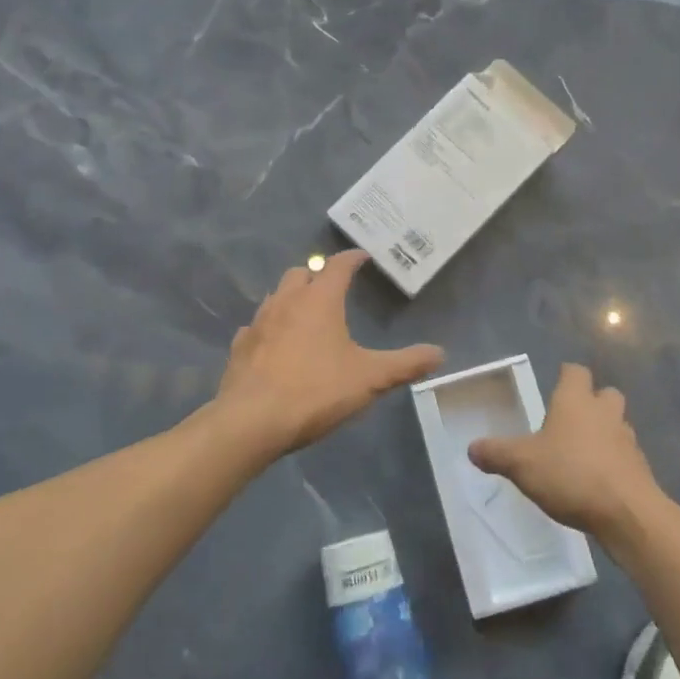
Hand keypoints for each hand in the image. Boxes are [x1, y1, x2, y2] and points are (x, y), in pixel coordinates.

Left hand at [214, 250, 443, 456]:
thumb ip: (405, 364)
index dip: (352, 258)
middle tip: (333, 288)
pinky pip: (256, 327)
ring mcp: (258, 323)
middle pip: (301, 273)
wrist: (251, 422)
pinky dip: (269, 328)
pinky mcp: (240, 347)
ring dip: (291, 298)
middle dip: (317, 275)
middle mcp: (286, 302)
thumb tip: (440, 353)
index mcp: (320, 301)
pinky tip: (275, 345)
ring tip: (306, 314)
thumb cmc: (316, 391)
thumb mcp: (370, 379)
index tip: (362, 256)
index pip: (337, 266)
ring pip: (275, 296)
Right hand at [469, 363, 661, 543]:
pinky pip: (624, 455)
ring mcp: (627, 440)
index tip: (556, 384)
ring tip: (582, 452)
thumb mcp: (521, 464)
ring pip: (617, 424)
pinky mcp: (640, 468)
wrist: (627, 513)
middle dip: (592, 401)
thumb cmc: (571, 474)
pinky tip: (596, 480)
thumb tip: (472, 447)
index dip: (566, 375)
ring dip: (604, 432)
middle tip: (570, 418)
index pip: (575, 372)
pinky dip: (613, 461)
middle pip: (605, 394)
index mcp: (576, 401)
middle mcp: (604, 413)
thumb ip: (496, 453)